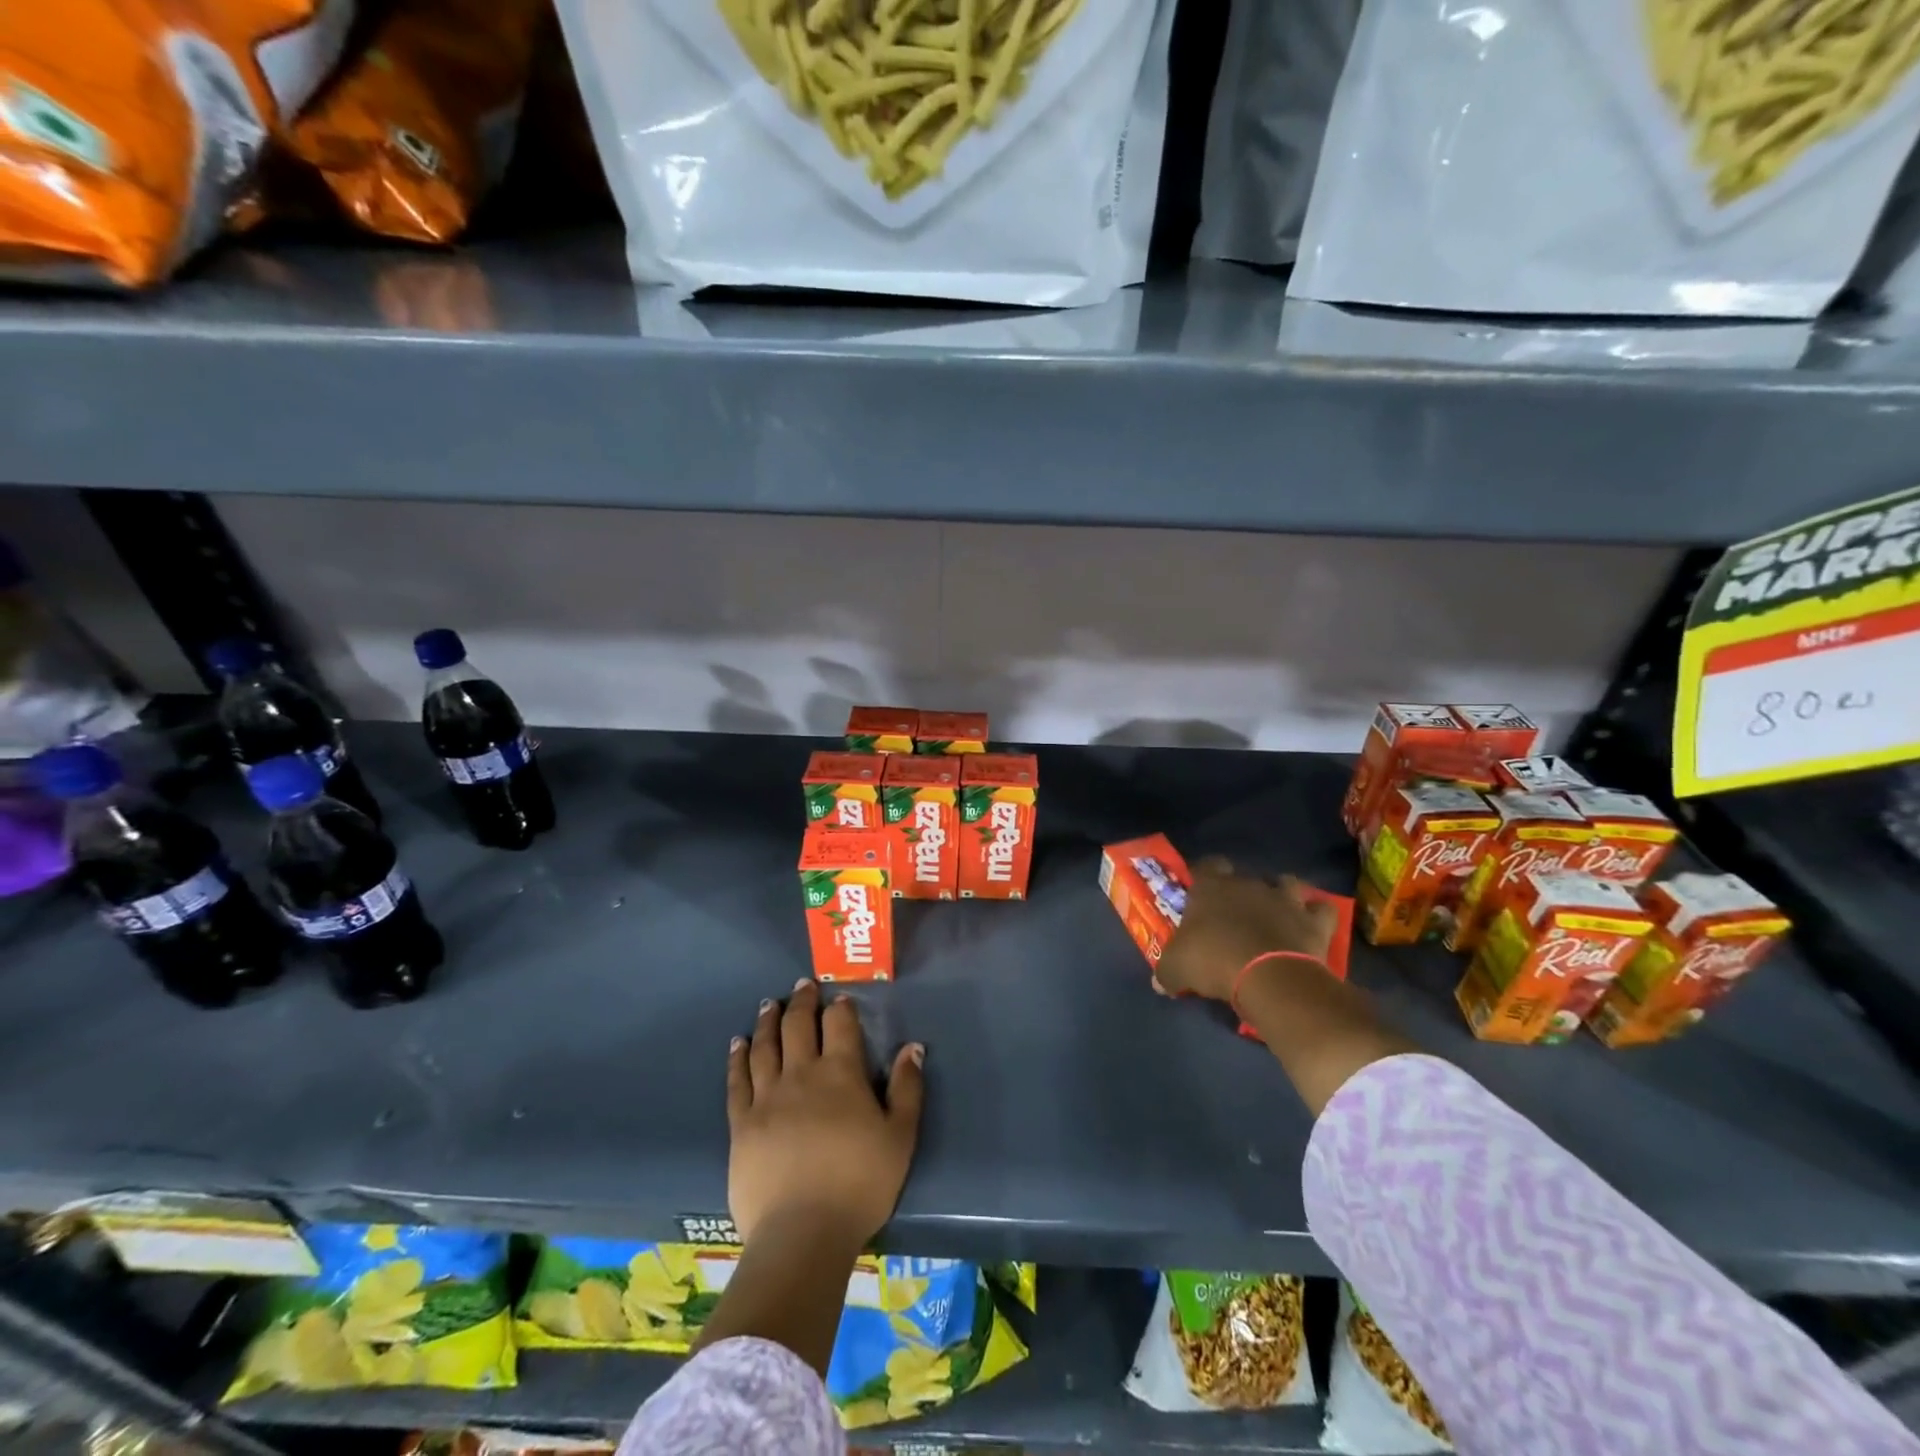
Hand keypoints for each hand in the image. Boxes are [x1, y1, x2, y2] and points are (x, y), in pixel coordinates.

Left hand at [726, 980, 924, 1247]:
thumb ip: (907, 1089)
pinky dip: (738, 1058)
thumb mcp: (900, 1137)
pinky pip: (738, 1081)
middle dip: (802, 1001)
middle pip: (798, 1026)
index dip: (839, 1007)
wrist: (802, 1234)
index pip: (839, 1025)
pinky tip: (738, 1043)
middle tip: (802, 985)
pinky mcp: (742, 1124)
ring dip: (768, 1020)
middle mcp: (801, 1075)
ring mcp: (767, 1097)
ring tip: (768, 1004)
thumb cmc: (860, 1184)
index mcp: (841, 1074)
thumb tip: (912, 1047)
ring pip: (765, 1046)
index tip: (839, 997)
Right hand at [1153, 858, 1338, 1001]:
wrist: (1269, 977)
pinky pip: (1321, 910)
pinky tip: (1310, 926)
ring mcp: (1285, 899)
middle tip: (1234, 915)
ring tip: (1275, 914)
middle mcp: (1248, 884)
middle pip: (1244, 876)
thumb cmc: (1214, 961)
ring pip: (1286, 882)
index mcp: (1212, 887)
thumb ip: (1166, 971)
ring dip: (1281, 894)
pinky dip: (1317, 915)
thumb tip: (1160, 983)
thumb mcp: (1175, 969)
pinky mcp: (1313, 921)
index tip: (1200, 893)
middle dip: (1241, 891)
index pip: (1206, 865)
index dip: (1204, 875)